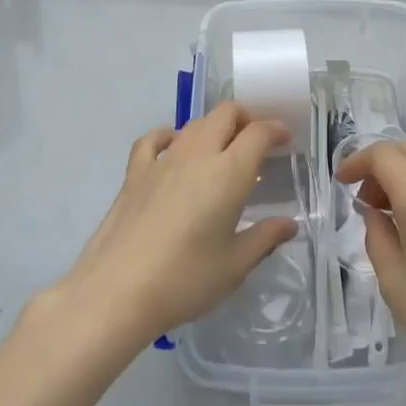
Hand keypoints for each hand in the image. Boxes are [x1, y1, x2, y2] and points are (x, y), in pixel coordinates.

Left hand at [51, 102, 296, 348]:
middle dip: (246, 119)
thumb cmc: (184, 280)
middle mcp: (198, 154)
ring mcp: (163, 160)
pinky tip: (172, 149)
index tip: (285, 140)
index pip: (258, 132)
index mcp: (229, 172)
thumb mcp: (234, 266)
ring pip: (194, 123)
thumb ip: (265, 238)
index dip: (275, 130)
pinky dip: (169, 136)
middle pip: (226, 113)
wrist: (116, 291)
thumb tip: (289, 225)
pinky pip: (154, 139)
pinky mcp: (135, 172)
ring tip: (220, 152)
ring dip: (213, 128)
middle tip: (255, 143)